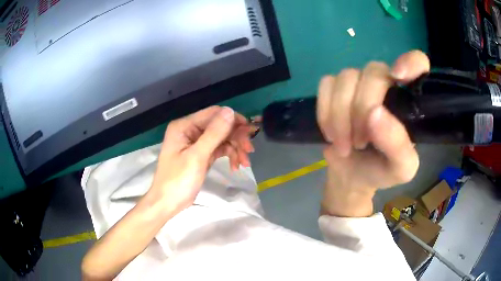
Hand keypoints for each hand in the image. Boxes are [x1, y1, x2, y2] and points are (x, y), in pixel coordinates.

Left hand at [150, 106, 254, 212]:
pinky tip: (236, 166)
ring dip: (235, 148)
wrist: (168, 203)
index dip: (233, 119)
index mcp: (184, 126)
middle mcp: (190, 130)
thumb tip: (230, 111)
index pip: (213, 114)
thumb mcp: (197, 157)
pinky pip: (220, 149)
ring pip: (222, 138)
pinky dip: (229, 155)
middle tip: (249, 150)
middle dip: (236, 137)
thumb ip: (214, 133)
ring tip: (244, 163)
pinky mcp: (202, 154)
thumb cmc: (178, 180)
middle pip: (220, 126)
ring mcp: (196, 142)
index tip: (249, 131)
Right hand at [317, 50, 429, 216]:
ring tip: (345, 145)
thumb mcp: (401, 169)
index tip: (398, 76)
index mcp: (409, 101)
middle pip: (373, 71)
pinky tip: (331, 133)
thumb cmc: (383, 171)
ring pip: (345, 77)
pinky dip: (325, 112)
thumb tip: (374, 114)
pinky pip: (326, 85)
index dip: (411, 61)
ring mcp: (359, 84)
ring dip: (340, 115)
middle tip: (360, 143)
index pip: (418, 63)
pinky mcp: (335, 90)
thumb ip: (397, 145)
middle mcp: (386, 84)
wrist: (353, 177)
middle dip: (362, 108)